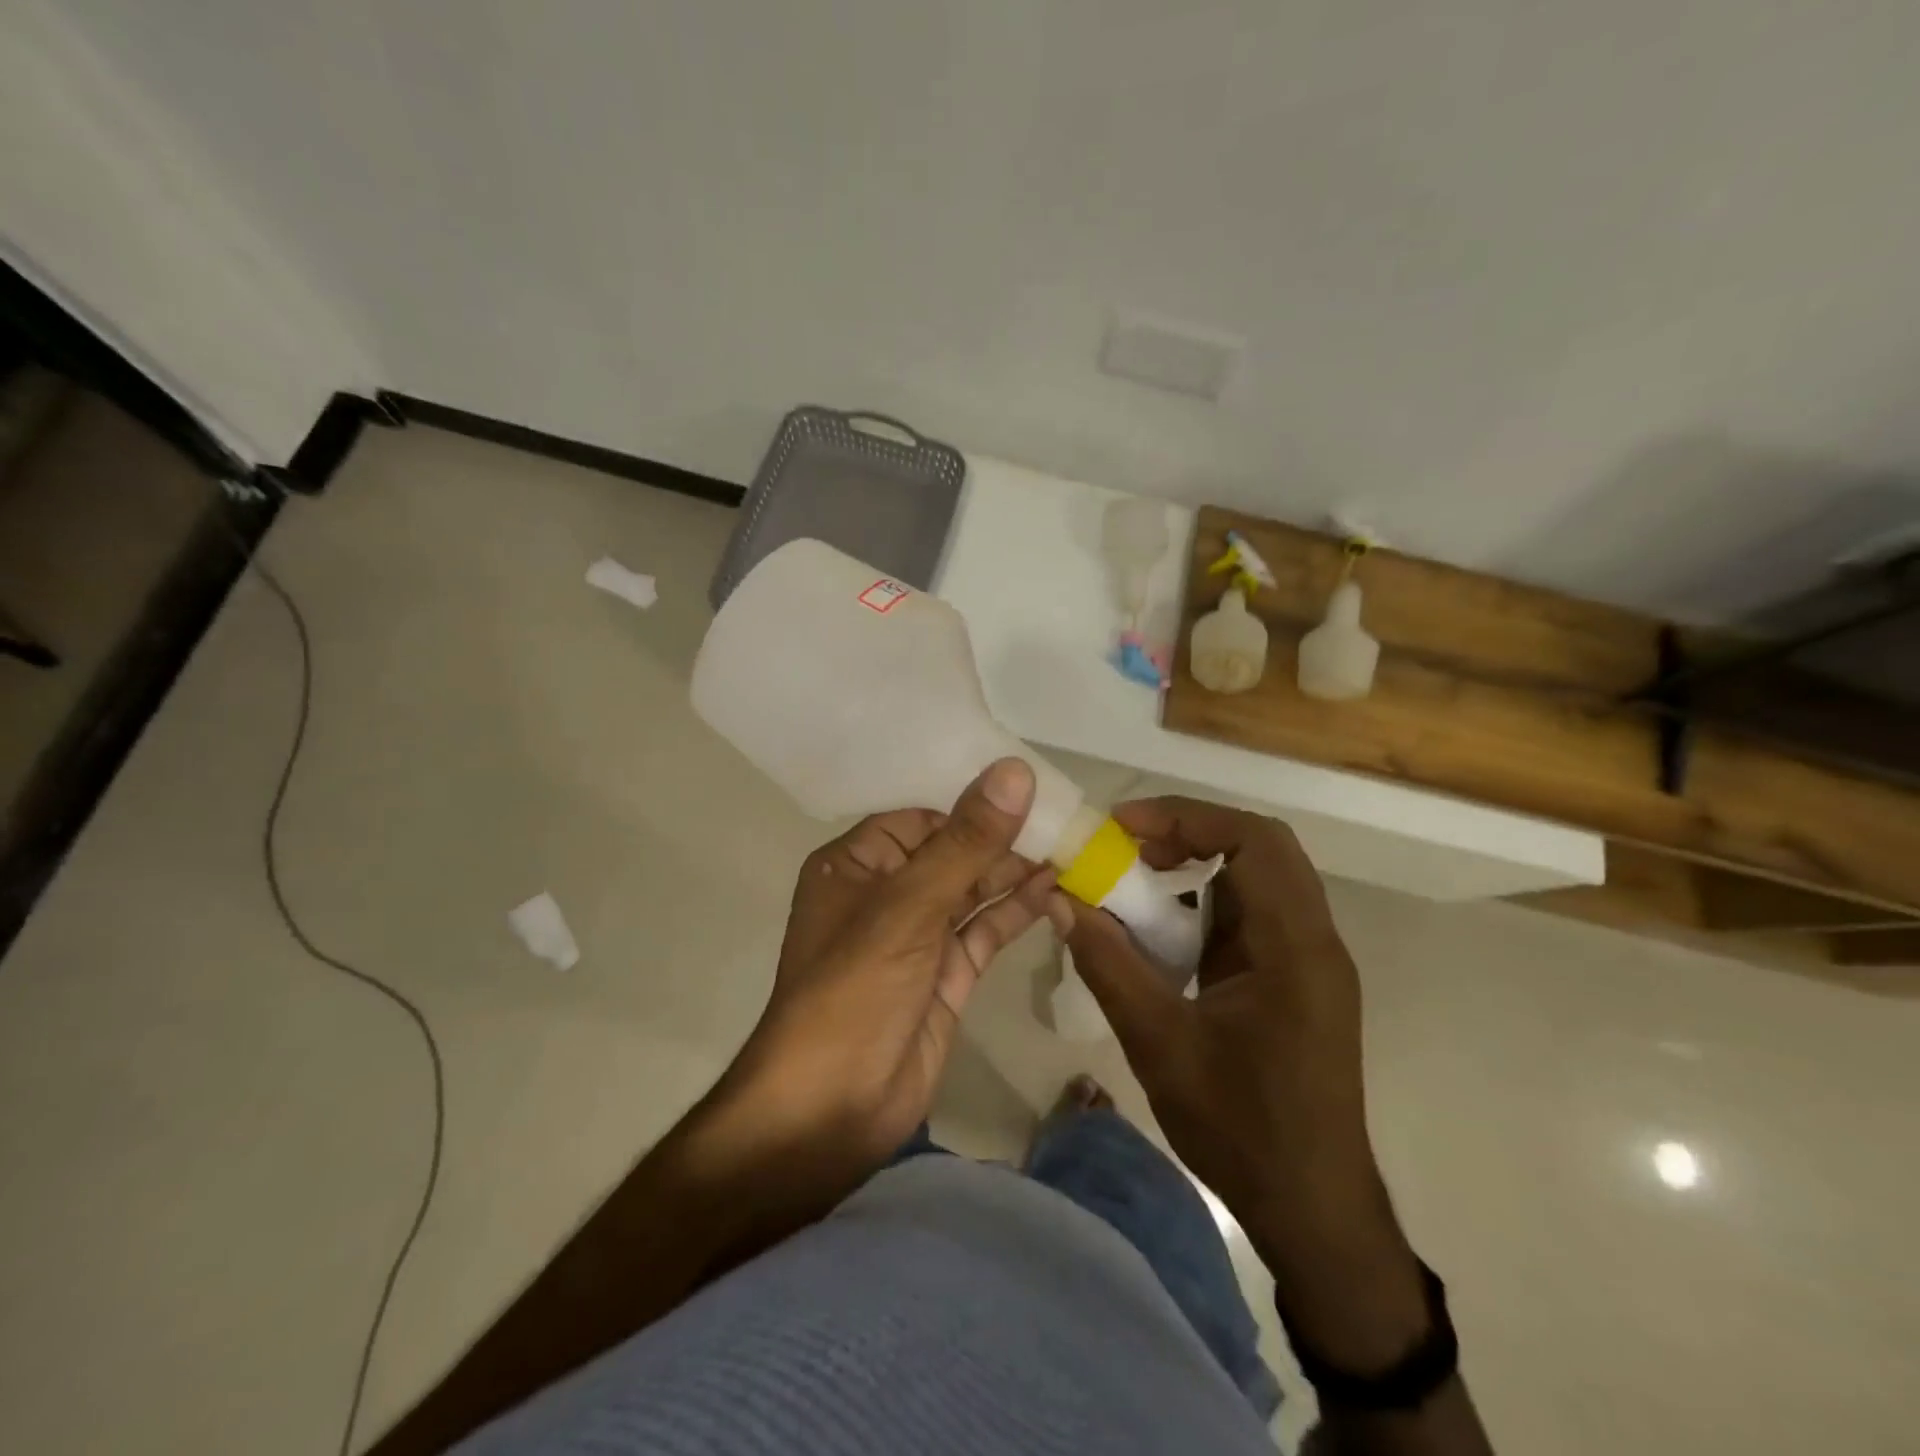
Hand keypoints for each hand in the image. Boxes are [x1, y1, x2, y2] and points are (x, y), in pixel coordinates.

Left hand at [723, 757, 1054, 1176]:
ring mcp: (917, 938)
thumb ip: (966, 841)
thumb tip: (1014, 771)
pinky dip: (1016, 911)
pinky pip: (984, 931)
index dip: (972, 804)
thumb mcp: (909, 906)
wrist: (831, 1108)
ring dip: (1016, 873)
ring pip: (972, 891)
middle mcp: (885, 895)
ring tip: (1070, 850)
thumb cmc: (856, 989)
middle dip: (1002, 838)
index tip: (1030, 789)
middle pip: (951, 852)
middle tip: (1065, 820)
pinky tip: (1054, 891)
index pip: (922, 817)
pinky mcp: (945, 976)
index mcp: (856, 865)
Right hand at [1061, 796, 1427, 1368]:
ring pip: (1257, 878)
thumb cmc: (1242, 1128)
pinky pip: (1253, 915)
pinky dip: (1206, 902)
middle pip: (1259, 848)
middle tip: (1125, 846)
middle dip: (1188, 833)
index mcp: (1294, 947)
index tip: (1122, 828)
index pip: (1254, 840)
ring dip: (1197, 865)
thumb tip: (1062, 900)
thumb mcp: (1159, 1044)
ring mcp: (1309, 960)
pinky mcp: (1297, 980)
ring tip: (1135, 878)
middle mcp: (1313, 940)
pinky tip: (1162, 930)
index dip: (1186, 817)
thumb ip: (1109, 964)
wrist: (1314, 1210)